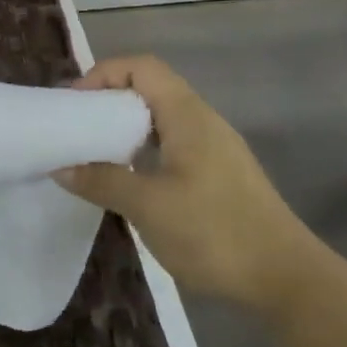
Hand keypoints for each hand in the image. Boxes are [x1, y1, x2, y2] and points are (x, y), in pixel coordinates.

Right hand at [56, 55, 324, 314]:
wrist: (286, 279)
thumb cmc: (215, 232)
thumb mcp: (148, 207)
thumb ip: (102, 182)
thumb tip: (61, 167)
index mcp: (187, 115)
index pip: (141, 68)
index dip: (102, 75)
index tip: (74, 106)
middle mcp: (202, 122)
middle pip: (149, 89)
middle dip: (108, 102)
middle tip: (76, 130)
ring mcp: (214, 149)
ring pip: (160, 120)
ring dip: (124, 130)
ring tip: (93, 155)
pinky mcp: (218, 175)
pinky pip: (171, 146)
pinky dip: (142, 152)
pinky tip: (127, 182)